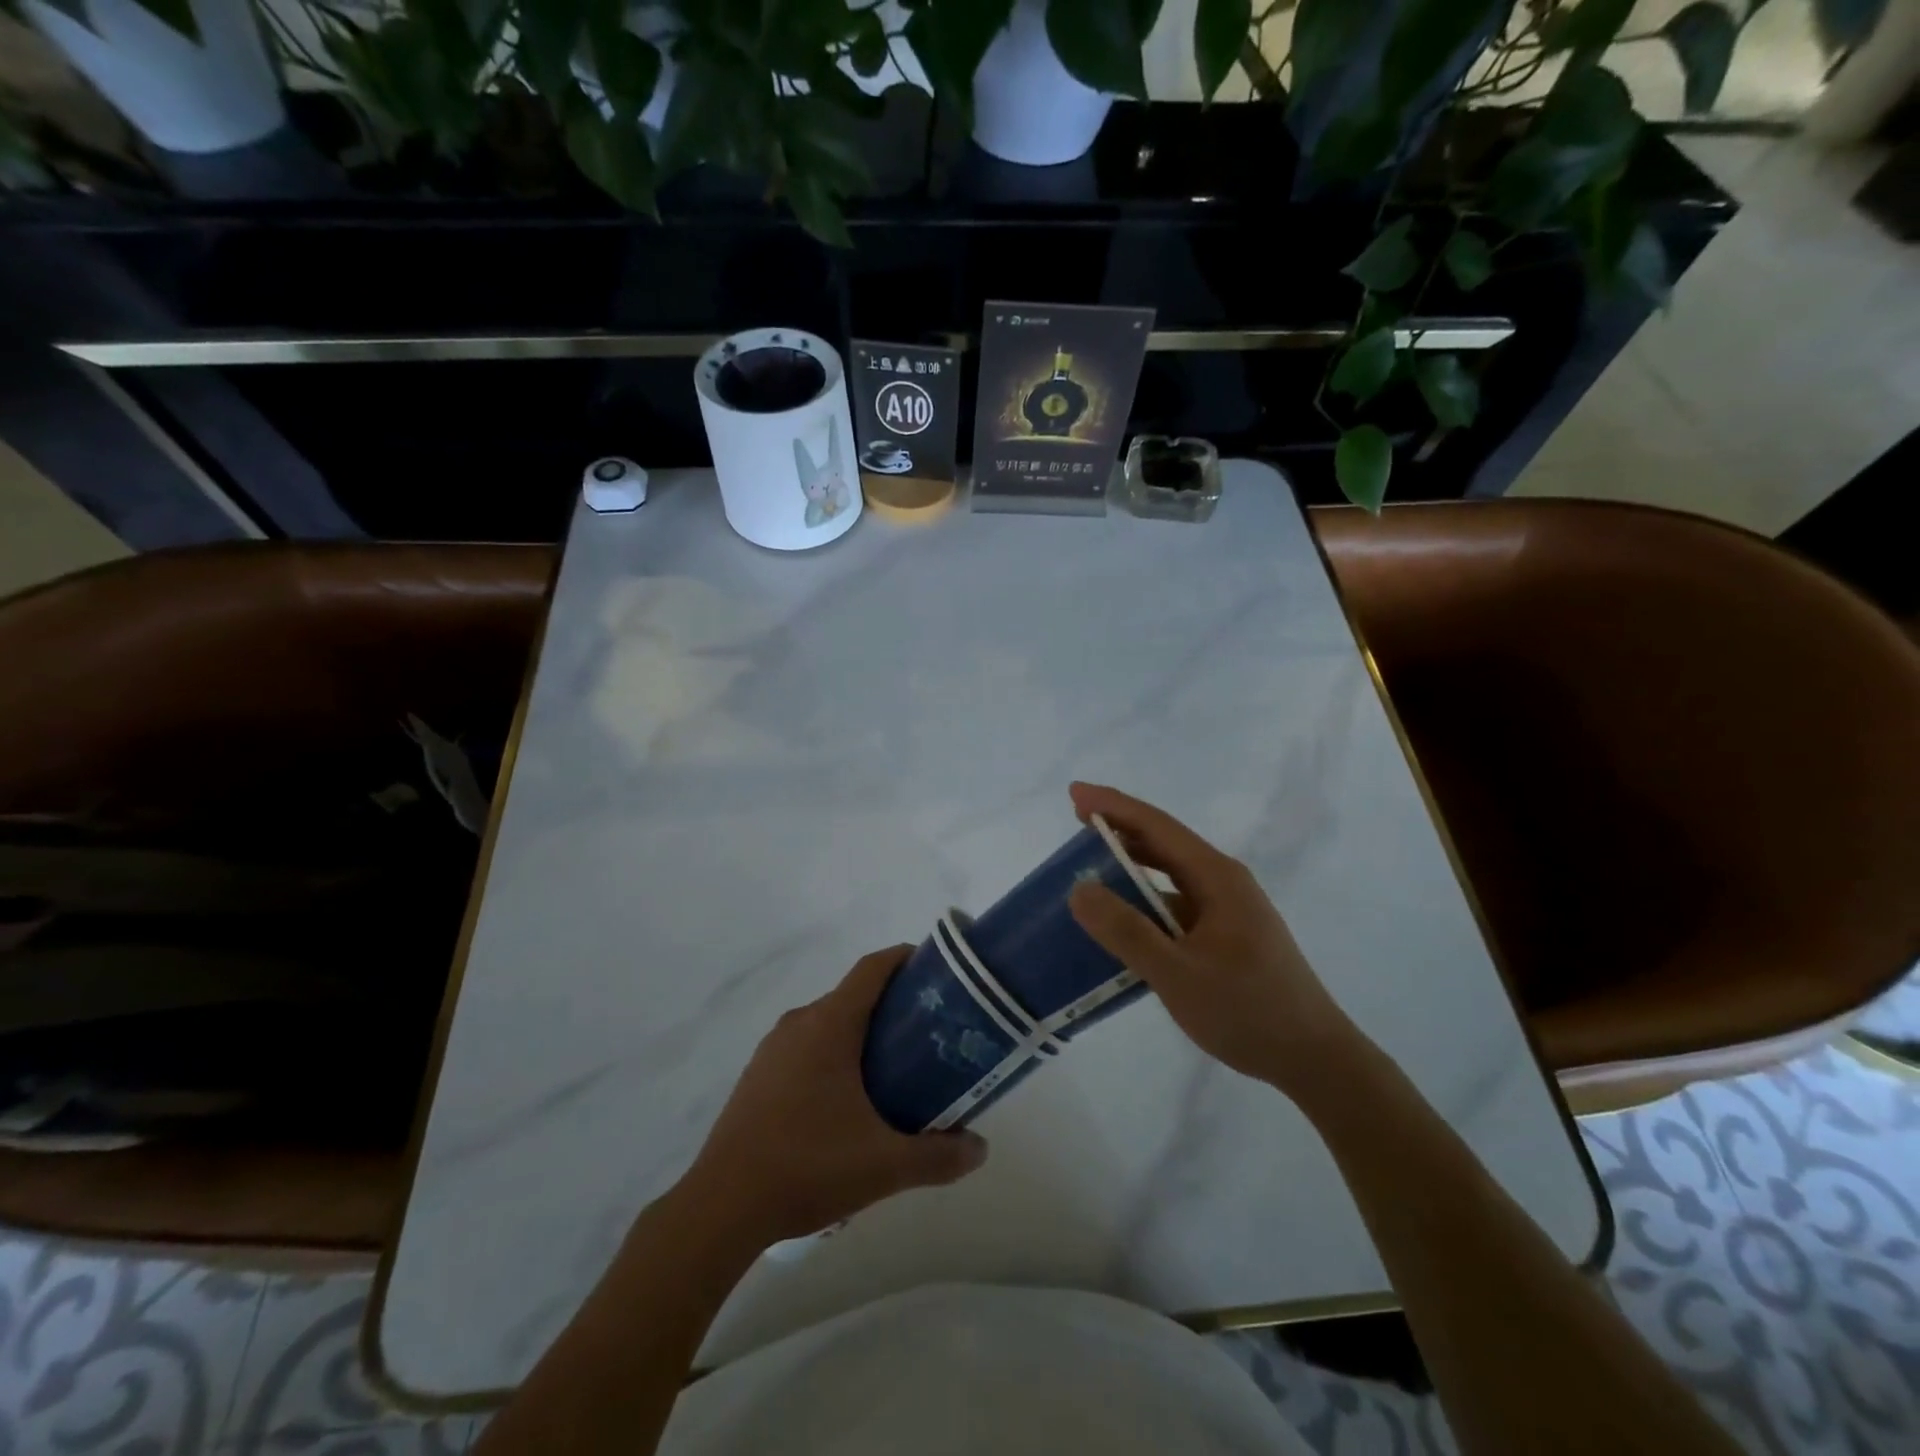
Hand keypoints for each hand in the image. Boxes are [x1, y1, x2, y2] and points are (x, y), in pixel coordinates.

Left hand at [681, 946, 988, 1246]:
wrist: (721, 1207)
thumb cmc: (807, 1167)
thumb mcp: (884, 1165)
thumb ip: (938, 1155)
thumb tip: (980, 1148)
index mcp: (829, 1024)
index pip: (872, 969)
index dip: (905, 959)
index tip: (937, 971)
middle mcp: (799, 1023)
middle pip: (853, 996)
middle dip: (892, 1006)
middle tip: (929, 1034)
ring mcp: (772, 1049)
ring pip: (828, 1023)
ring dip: (862, 1034)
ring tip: (895, 1069)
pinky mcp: (758, 1075)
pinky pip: (806, 1047)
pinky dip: (834, 1055)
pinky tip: (848, 1101)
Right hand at [1066, 782, 1357, 1097]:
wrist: (1314, 1059)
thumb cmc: (1249, 1011)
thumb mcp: (1178, 974)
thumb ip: (1127, 931)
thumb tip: (1079, 889)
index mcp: (1216, 877)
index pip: (1157, 826)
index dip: (1113, 806)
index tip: (1074, 793)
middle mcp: (1223, 882)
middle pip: (1164, 843)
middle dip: (1119, 829)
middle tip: (1075, 823)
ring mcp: (1228, 908)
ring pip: (1170, 873)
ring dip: (1132, 864)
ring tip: (1090, 865)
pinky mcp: (1227, 933)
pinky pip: (1176, 903)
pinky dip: (1145, 899)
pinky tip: (1124, 918)